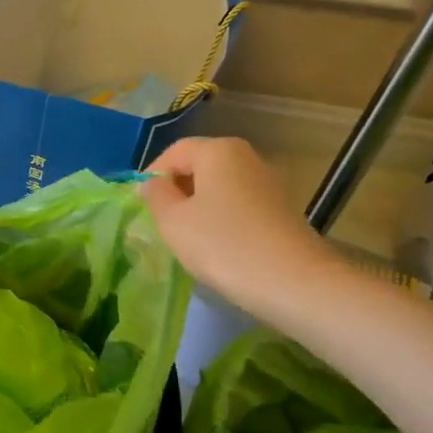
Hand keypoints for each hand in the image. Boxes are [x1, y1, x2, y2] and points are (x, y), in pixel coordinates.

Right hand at [141, 138, 342, 315]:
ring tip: (186, 238)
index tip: (139, 205)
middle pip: (199, 166)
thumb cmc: (222, 245)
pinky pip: (238, 205)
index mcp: (218, 150)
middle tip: (160, 222)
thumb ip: (156, 196)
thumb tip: (153, 184)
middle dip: (176, 190)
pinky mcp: (280, 209)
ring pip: (219, 187)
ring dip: (198, 207)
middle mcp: (246, 157)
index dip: (151, 176)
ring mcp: (268, 183)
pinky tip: (216, 246)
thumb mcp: (173, 221)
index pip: (174, 152)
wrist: (293, 282)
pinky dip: (221, 219)